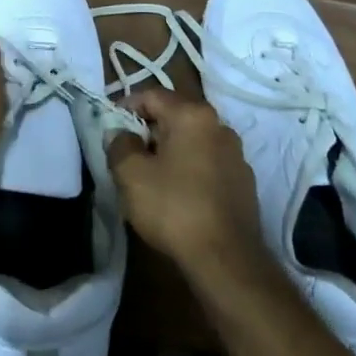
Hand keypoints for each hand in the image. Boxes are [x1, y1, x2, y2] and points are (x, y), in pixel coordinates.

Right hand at [108, 88, 265, 277]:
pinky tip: (178, 195)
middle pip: (175, 116)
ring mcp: (236, 154)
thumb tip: (120, 133)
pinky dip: (190, 169)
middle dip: (148, 131)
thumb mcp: (131, 175)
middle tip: (127, 154)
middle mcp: (220, 125)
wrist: (227, 260)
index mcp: (192, 115)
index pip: (152, 95)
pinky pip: (208, 164)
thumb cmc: (174, 208)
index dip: (126, 107)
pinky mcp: (244, 182)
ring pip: (193, 141)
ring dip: (170, 151)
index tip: (110, 127)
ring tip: (151, 177)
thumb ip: (119, 145)